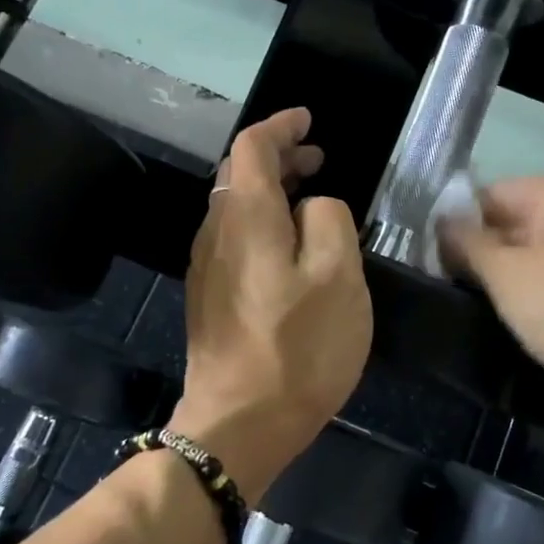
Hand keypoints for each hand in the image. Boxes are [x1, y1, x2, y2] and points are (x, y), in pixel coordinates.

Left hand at [172, 108, 371, 496]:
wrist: (239, 423)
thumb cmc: (298, 348)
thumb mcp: (338, 276)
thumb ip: (328, 221)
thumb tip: (312, 205)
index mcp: (246, 217)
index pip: (253, 146)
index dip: (280, 126)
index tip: (308, 120)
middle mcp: (214, 232)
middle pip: (238, 174)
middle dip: (277, 157)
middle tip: (318, 159)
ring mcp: (205, 267)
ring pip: (233, 207)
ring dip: (269, 191)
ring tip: (308, 197)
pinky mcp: (208, 297)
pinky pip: (232, 237)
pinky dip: (261, 222)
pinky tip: (287, 246)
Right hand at [440, 173, 543, 388]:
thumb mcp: (506, 275)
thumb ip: (467, 244)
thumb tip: (442, 222)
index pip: (489, 196)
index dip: (457, 228)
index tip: (436, 264)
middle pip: (516, 221)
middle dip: (486, 254)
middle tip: (458, 289)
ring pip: (540, 250)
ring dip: (513, 276)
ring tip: (492, 307)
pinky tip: (533, 319)